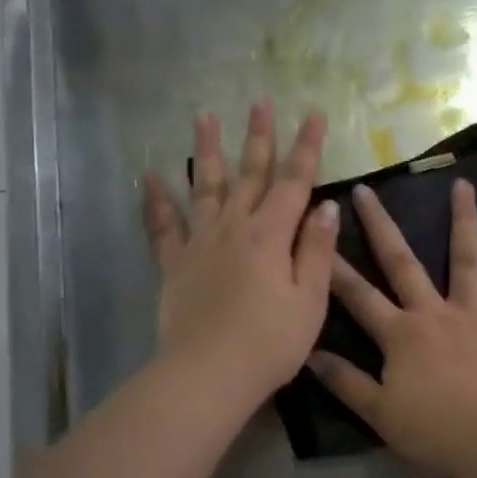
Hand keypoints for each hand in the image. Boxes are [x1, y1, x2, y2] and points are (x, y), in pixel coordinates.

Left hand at [142, 103, 339, 405]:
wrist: (208, 375)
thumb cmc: (270, 343)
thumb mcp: (310, 300)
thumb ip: (317, 251)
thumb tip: (327, 207)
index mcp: (271, 236)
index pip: (294, 182)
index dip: (306, 148)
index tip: (314, 115)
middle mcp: (234, 229)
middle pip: (250, 175)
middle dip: (259, 137)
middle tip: (261, 102)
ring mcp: (200, 244)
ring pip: (206, 188)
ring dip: (208, 152)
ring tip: (204, 117)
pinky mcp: (175, 266)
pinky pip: (163, 227)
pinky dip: (156, 201)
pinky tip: (149, 177)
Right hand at [309, 179, 476, 475]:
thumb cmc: (433, 430)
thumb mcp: (379, 412)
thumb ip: (345, 381)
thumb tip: (310, 354)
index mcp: (399, 334)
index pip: (358, 296)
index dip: (334, 267)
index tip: (318, 234)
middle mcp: (432, 312)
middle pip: (402, 262)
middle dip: (381, 225)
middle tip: (367, 190)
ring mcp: (472, 314)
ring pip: (466, 259)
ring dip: (463, 220)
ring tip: (462, 184)